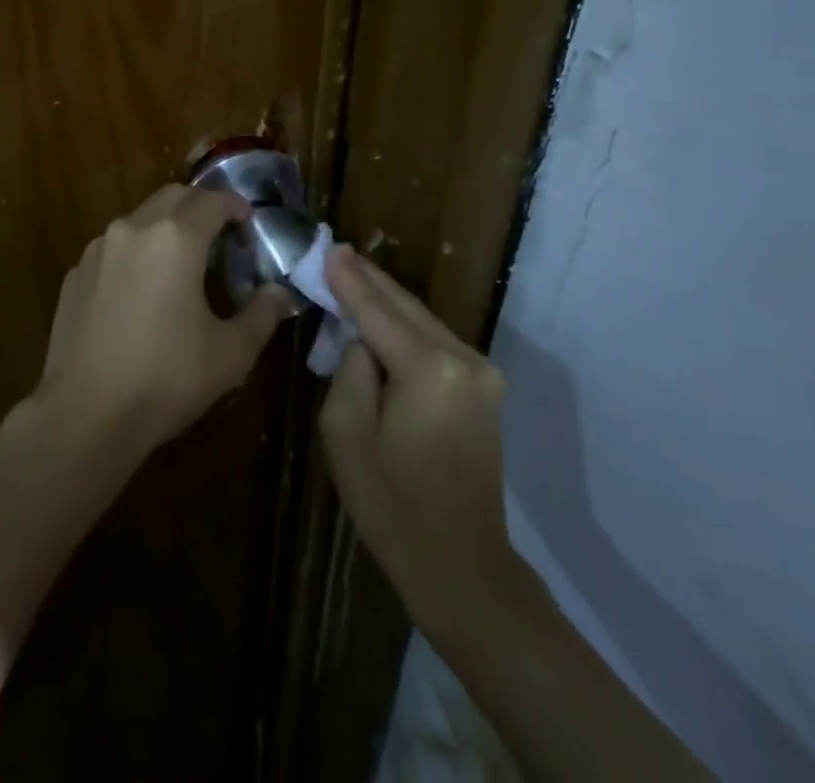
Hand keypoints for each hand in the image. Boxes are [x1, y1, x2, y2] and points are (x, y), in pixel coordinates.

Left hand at [35, 184, 293, 453]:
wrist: (85, 415)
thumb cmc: (166, 379)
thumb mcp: (230, 354)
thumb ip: (261, 315)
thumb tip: (279, 293)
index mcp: (175, 239)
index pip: (213, 201)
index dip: (236, 205)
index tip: (249, 221)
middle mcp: (133, 229)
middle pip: (173, 197)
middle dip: (200, 206)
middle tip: (219, 234)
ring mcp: (98, 250)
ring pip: (139, 219)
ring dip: (165, 227)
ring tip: (180, 262)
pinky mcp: (75, 274)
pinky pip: (112, 249)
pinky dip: (134, 254)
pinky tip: (140, 291)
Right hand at [317, 247, 518, 645]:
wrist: (462, 566)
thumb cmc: (392, 505)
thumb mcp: (346, 433)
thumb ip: (350, 368)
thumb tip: (362, 337)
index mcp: (429, 368)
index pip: (377, 311)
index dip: (349, 280)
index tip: (328, 247)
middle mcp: (464, 359)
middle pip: (406, 307)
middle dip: (370, 281)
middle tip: (338, 252)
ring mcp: (482, 373)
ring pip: (423, 321)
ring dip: (387, 302)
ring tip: (353, 276)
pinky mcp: (485, 389)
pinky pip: (436, 343)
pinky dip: (406, 328)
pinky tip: (382, 316)